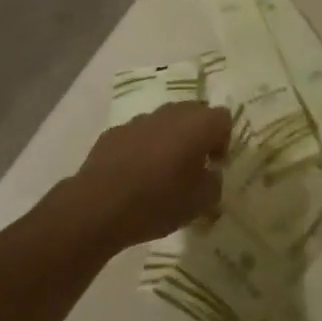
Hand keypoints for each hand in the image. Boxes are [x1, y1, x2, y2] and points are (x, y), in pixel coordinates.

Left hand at [69, 102, 230, 248]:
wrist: (98, 207)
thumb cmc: (158, 202)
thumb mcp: (200, 203)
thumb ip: (214, 183)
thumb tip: (210, 174)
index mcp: (199, 125)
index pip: (223, 119)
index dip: (223, 141)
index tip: (213, 166)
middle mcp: (172, 113)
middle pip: (194, 113)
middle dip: (197, 135)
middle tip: (192, 165)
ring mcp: (141, 119)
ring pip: (165, 122)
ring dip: (169, 140)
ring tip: (162, 172)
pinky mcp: (115, 132)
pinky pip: (139, 134)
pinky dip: (143, 148)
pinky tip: (134, 175)